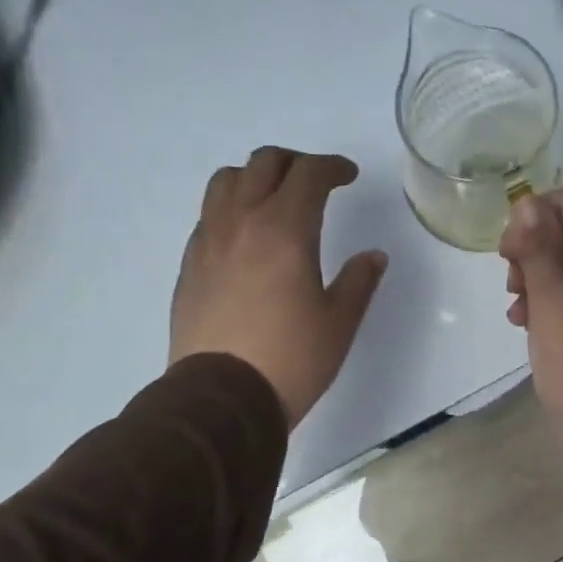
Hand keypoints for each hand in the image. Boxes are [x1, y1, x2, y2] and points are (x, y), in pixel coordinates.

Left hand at [170, 148, 386, 427]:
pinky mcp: (189, 265)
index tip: (349, 176)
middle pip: (263, 163)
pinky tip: (246, 239)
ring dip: (255, 178)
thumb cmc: (291, 359)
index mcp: (285, 229)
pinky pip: (208, 216)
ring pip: (226, 181)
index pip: (309, 173)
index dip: (333, 167)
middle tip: (316, 183)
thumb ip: (359, 281)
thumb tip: (373, 256)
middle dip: (295, 163)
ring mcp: (208, 241)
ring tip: (274, 200)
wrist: (222, 398)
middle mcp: (242, 222)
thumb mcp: (339, 322)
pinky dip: (231, 209)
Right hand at [500, 189, 562, 511]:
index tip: (508, 255)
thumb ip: (539, 249)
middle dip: (533, 251)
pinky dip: (552, 308)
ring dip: (538, 282)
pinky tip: (531, 331)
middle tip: (513, 287)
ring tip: (518, 314)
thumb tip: (529, 202)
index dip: (533, 216)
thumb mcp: (554, 303)